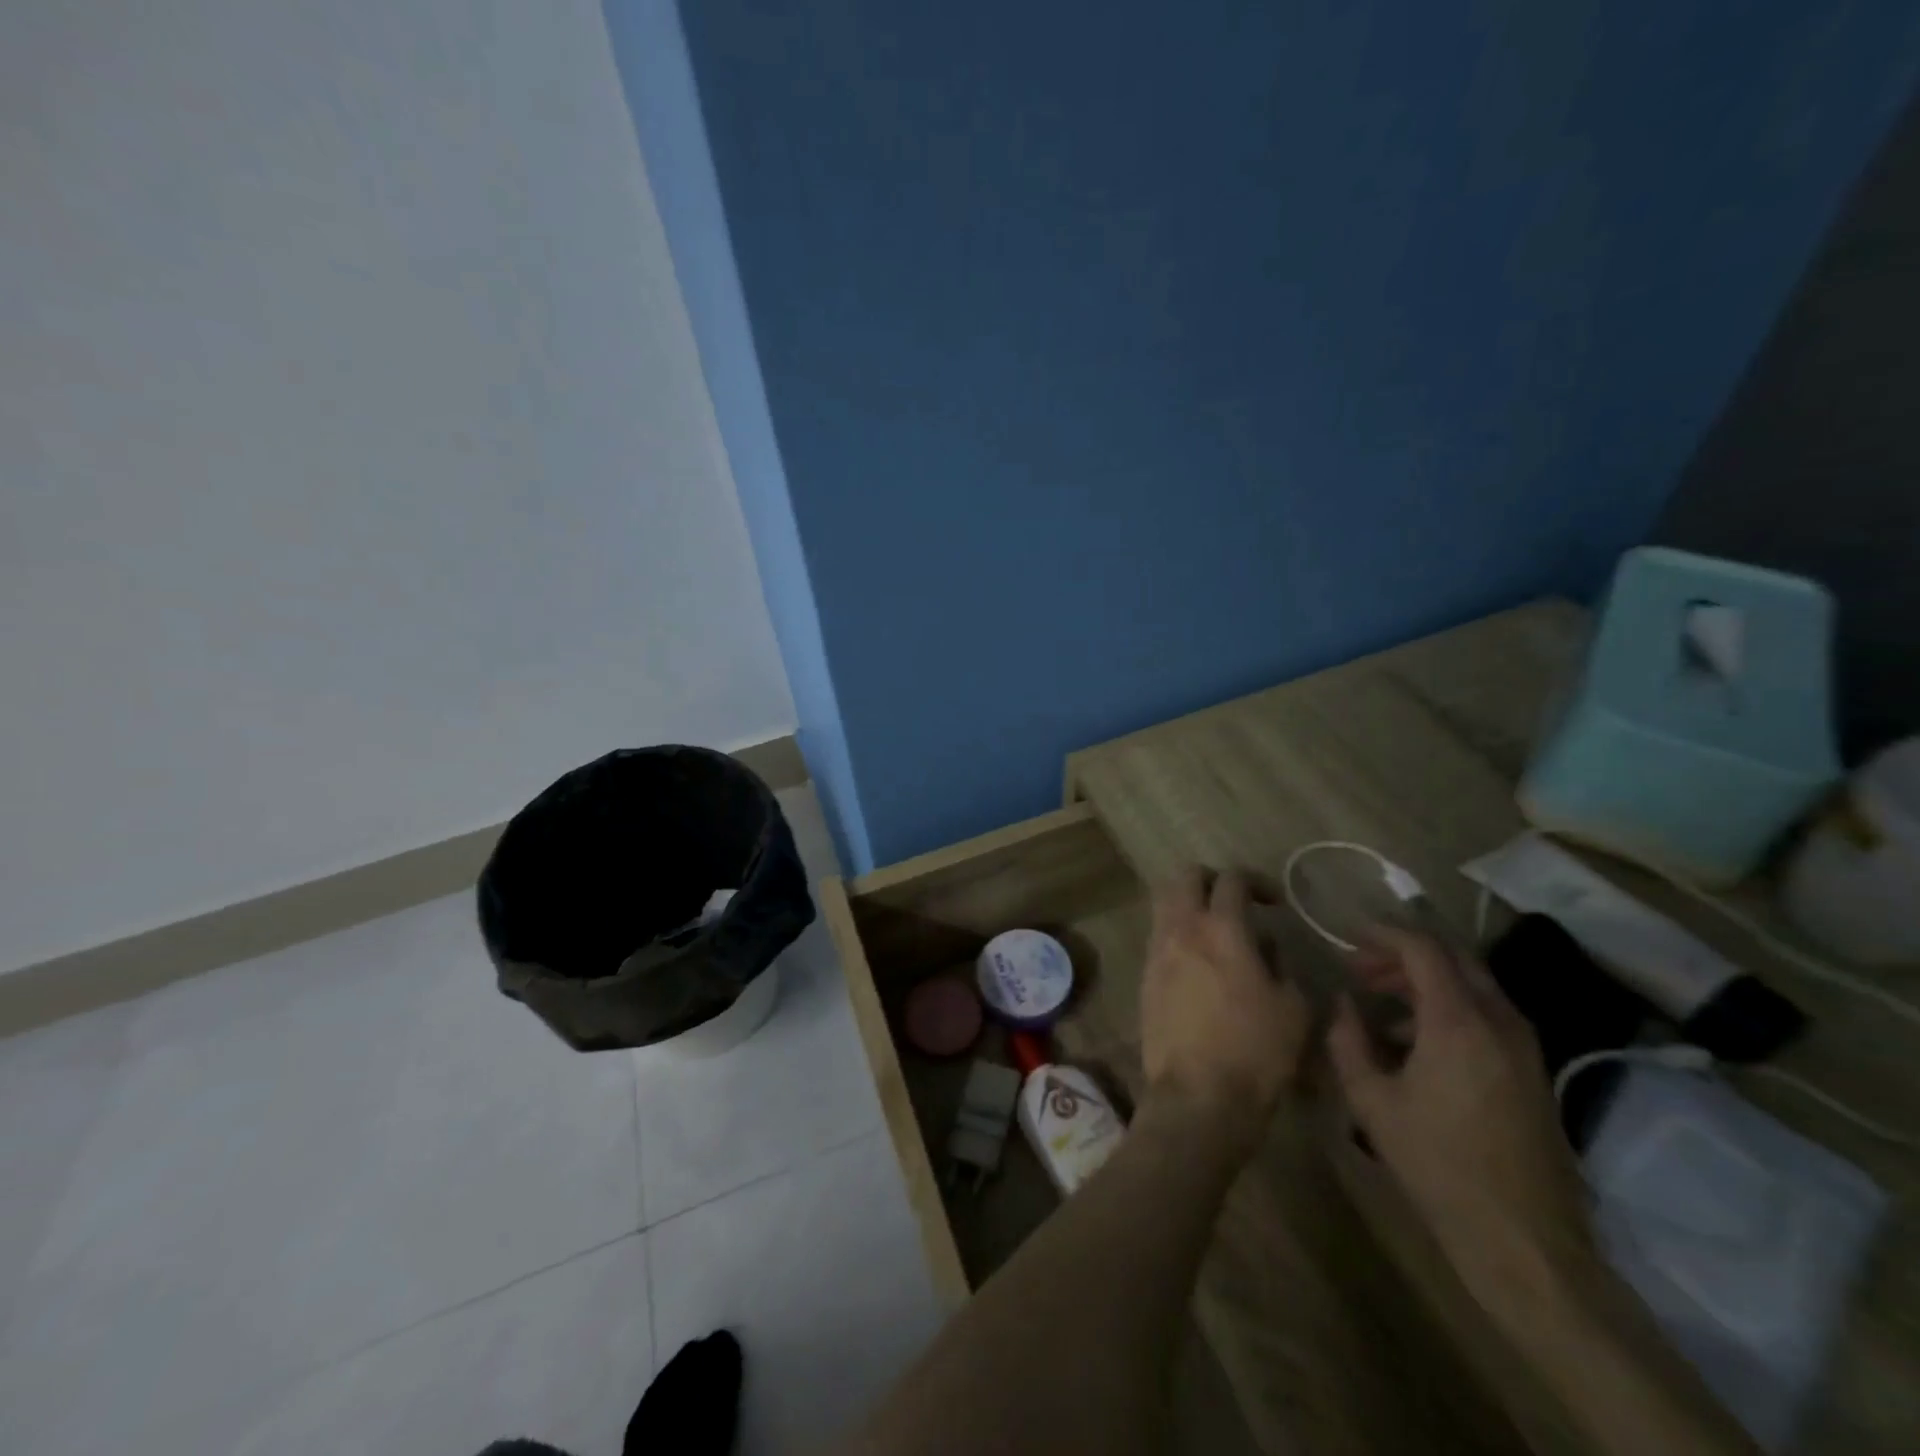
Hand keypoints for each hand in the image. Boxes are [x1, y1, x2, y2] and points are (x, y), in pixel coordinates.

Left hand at [1140, 867, 1310, 1152]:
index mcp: (1222, 930)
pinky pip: (1158, 936)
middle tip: (1235, 900)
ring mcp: (1156, 952)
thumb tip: (1264, 947)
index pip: (1232, 880)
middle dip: (1210, 879)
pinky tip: (1198, 963)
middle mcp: (1182, 929)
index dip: (1256, 881)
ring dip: (1189, 905)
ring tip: (1216, 932)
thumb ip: (1280, 964)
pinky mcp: (1144, 977)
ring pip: (1164, 904)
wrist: (1198, 1096)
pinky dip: (1177, 934)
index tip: (1273, 902)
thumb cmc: (1256, 1052)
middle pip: (1185, 877)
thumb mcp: (1293, 1008)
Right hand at [1326, 927, 1592, 1296]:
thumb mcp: (1371, 1100)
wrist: (1523, 1239)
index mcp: (1458, 1021)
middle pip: (1453, 958)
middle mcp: (1499, 1021)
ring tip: (1381, 1002)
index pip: (1423, 948)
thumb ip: (1347, 1039)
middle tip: (1362, 969)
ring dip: (1426, 981)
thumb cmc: (1437, 1164)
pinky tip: (1415, 1041)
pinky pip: (1487, 1015)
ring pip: (1473, 985)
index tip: (1348, 938)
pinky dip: (1448, 1007)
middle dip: (1404, 954)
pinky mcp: (1533, 1070)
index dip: (1383, 934)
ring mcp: (1524, 1046)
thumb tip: (1342, 1003)